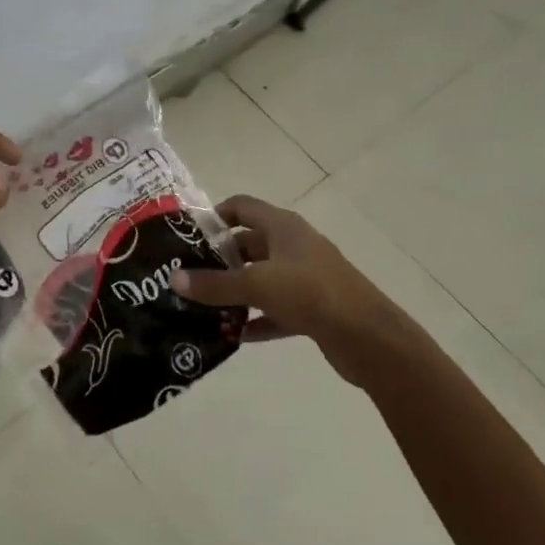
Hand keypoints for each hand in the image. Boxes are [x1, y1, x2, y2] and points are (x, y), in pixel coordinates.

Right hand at [173, 194, 412, 387]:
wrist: (369, 338)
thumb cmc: (311, 293)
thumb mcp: (257, 284)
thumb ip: (214, 284)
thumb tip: (174, 279)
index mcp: (282, 226)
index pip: (241, 206)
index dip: (214, 216)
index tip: (188, 237)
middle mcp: (293, 245)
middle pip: (248, 244)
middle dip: (219, 259)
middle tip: (188, 277)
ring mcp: (305, 277)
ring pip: (261, 278)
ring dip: (236, 291)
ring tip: (203, 307)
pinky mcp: (313, 308)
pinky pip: (275, 309)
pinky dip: (256, 318)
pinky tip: (234, 335)